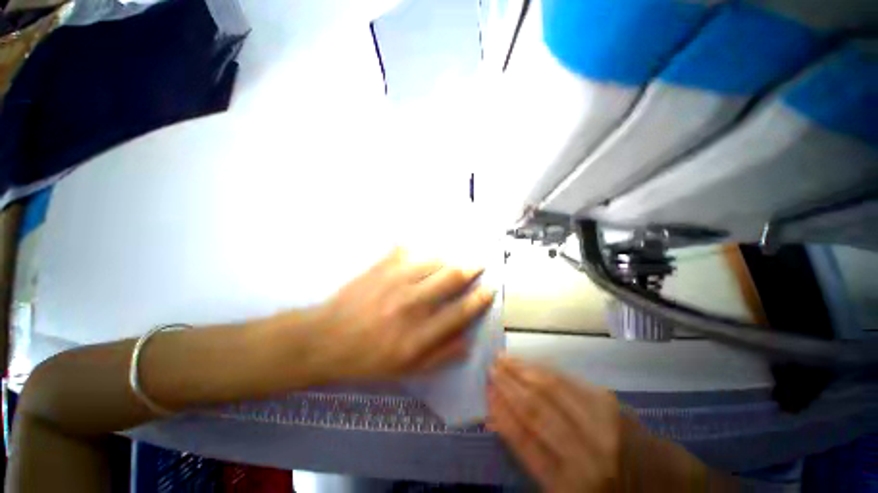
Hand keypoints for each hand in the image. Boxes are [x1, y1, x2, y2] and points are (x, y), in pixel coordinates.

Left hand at [305, 248, 494, 382]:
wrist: (325, 340)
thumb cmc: (367, 359)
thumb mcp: (406, 370)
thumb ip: (440, 356)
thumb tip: (468, 341)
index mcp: (419, 335)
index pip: (460, 311)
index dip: (479, 299)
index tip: (489, 289)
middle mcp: (412, 304)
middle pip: (451, 278)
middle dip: (470, 269)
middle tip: (478, 264)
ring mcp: (395, 281)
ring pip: (433, 260)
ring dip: (448, 259)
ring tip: (452, 260)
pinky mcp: (380, 267)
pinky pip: (406, 249)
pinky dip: (418, 248)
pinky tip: (422, 249)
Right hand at [488, 356, 711, 492]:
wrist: (668, 487)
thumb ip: (535, 460)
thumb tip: (502, 423)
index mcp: (571, 486)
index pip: (525, 442)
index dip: (502, 415)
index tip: (486, 393)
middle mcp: (586, 454)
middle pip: (537, 410)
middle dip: (509, 385)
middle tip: (490, 366)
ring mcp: (602, 425)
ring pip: (552, 390)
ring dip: (523, 371)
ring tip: (504, 358)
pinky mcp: (613, 405)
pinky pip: (571, 383)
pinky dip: (546, 370)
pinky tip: (532, 363)